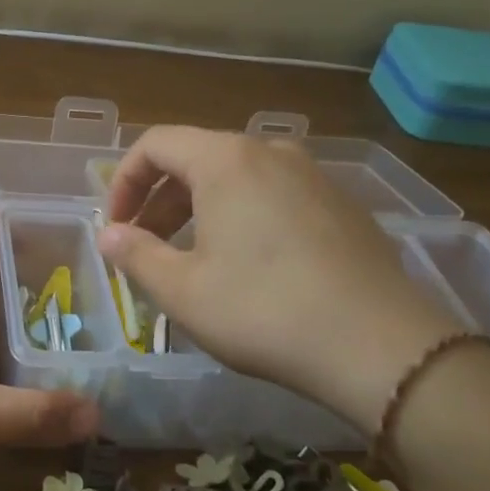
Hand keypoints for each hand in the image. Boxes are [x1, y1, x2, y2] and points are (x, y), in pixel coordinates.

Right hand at [97, 128, 464, 432]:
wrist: (381, 346)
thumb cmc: (264, 311)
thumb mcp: (183, 290)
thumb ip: (136, 255)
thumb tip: (108, 235)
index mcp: (226, 160)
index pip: (155, 144)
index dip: (123, 182)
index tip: (116, 228)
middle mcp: (271, 153)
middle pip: (196, 159)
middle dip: (159, 201)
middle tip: (145, 247)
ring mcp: (314, 176)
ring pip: (237, 178)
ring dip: (199, 210)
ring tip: (192, 259)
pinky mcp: (343, 206)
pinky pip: (275, 196)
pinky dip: (243, 217)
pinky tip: (249, 267)